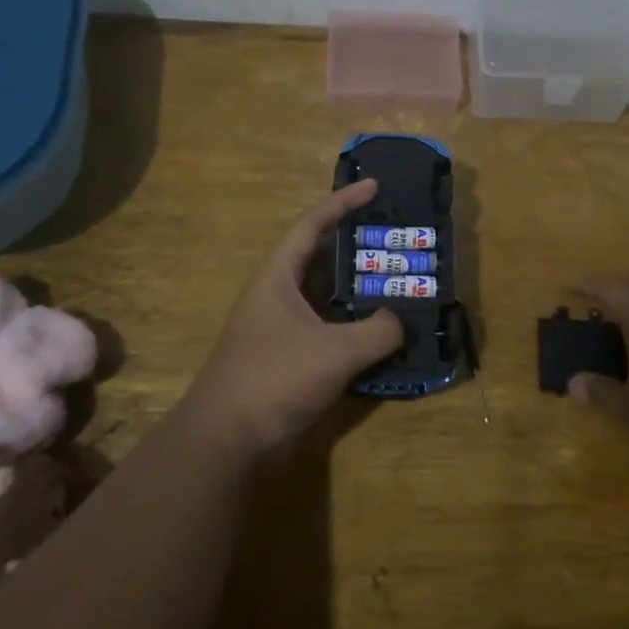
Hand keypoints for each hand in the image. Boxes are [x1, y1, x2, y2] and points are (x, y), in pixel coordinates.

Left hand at [183, 180, 405, 455]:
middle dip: (357, 247)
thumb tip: (401, 321)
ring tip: (397, 282)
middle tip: (395, 239)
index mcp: (278, 277)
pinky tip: (382, 334)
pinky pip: (329, 330)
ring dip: (358, 290)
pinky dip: (355, 327)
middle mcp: (277, 296)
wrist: (227, 440)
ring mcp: (282, 329)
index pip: (311, 225)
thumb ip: (378, 331)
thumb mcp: (335, 349)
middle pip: (321, 259)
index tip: (374, 187)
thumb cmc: (275, 378)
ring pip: (327, 297)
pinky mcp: (289, 360)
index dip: (342, 203)